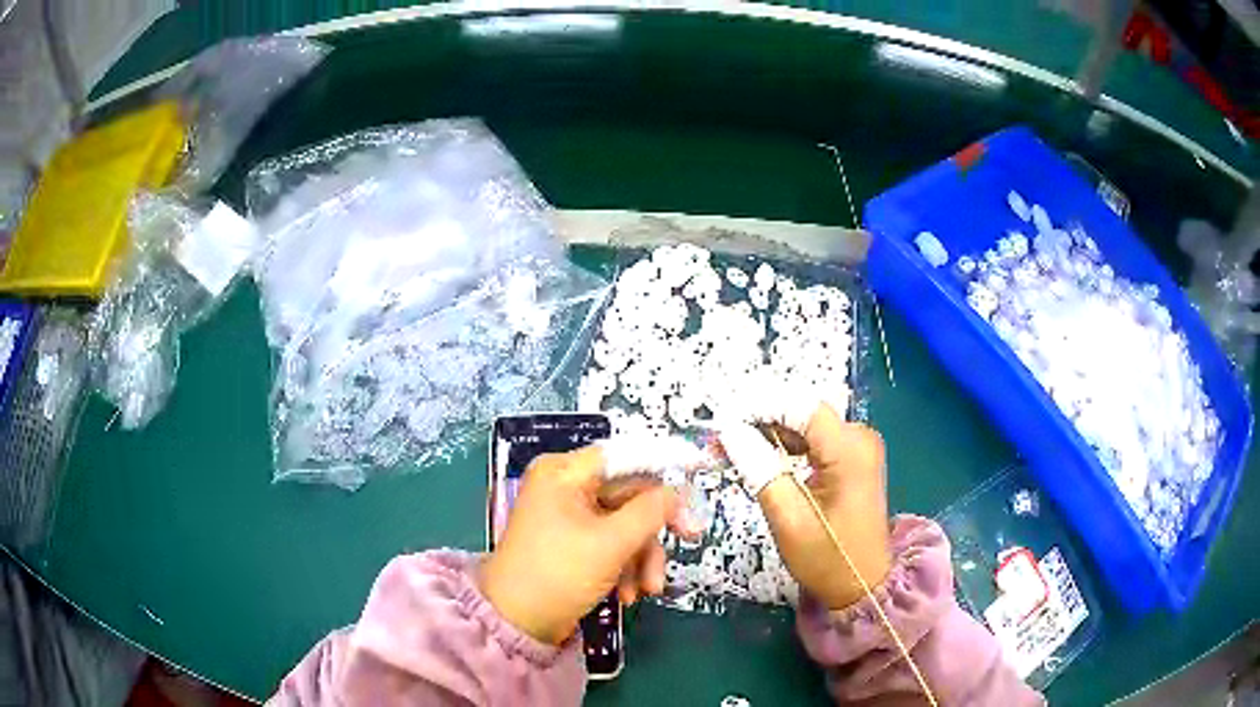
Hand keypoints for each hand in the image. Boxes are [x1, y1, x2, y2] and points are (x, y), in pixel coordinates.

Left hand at [479, 446, 685, 644]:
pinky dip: (625, 568)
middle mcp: (565, 487)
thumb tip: (677, 493)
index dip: (664, 462)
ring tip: (647, 590)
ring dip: (642, 558)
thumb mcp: (611, 543)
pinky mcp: (573, 544)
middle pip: (629, 495)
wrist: (518, 623)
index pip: (625, 455)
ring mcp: (569, 517)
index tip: (701, 469)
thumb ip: (651, 512)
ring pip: (625, 525)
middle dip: (653, 532)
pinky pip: (611, 545)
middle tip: (691, 540)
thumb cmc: (559, 573)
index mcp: (564, 472)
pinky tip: (628, 596)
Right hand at [720, 403, 889, 609]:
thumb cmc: (826, 558)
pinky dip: (784, 445)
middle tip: (719, 439)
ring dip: (768, 431)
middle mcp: (859, 437)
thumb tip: (730, 430)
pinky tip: (758, 456)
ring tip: (730, 447)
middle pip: (802, 412)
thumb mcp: (787, 518)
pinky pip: (813, 440)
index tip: (720, 418)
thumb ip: (759, 469)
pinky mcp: (852, 458)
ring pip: (805, 424)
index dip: (758, 405)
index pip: (800, 406)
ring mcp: (858, 446)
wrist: (862, 585)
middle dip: (758, 419)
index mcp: (850, 449)